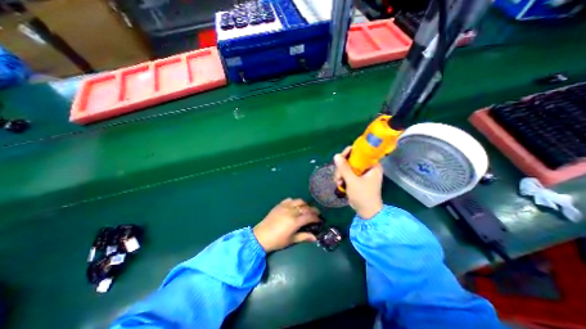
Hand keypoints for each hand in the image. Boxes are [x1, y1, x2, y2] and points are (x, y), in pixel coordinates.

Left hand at [254, 198, 319, 251]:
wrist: (261, 236)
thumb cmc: (277, 241)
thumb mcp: (291, 240)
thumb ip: (304, 237)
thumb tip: (315, 238)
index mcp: (295, 221)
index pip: (310, 216)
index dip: (316, 218)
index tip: (319, 220)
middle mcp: (291, 211)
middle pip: (306, 207)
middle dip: (313, 210)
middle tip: (316, 214)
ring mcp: (285, 206)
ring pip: (299, 201)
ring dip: (305, 204)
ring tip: (306, 209)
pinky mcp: (279, 205)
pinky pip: (290, 200)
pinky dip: (295, 202)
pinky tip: (295, 206)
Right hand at [334, 147, 384, 217]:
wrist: (366, 212)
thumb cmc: (363, 196)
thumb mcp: (352, 181)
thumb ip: (344, 168)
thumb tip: (336, 155)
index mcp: (372, 165)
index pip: (360, 152)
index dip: (349, 153)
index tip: (340, 159)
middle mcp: (367, 167)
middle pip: (351, 159)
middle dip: (342, 168)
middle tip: (338, 177)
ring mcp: (361, 173)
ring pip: (347, 167)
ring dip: (340, 174)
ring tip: (339, 183)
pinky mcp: (357, 179)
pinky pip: (346, 173)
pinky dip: (342, 178)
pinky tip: (340, 185)